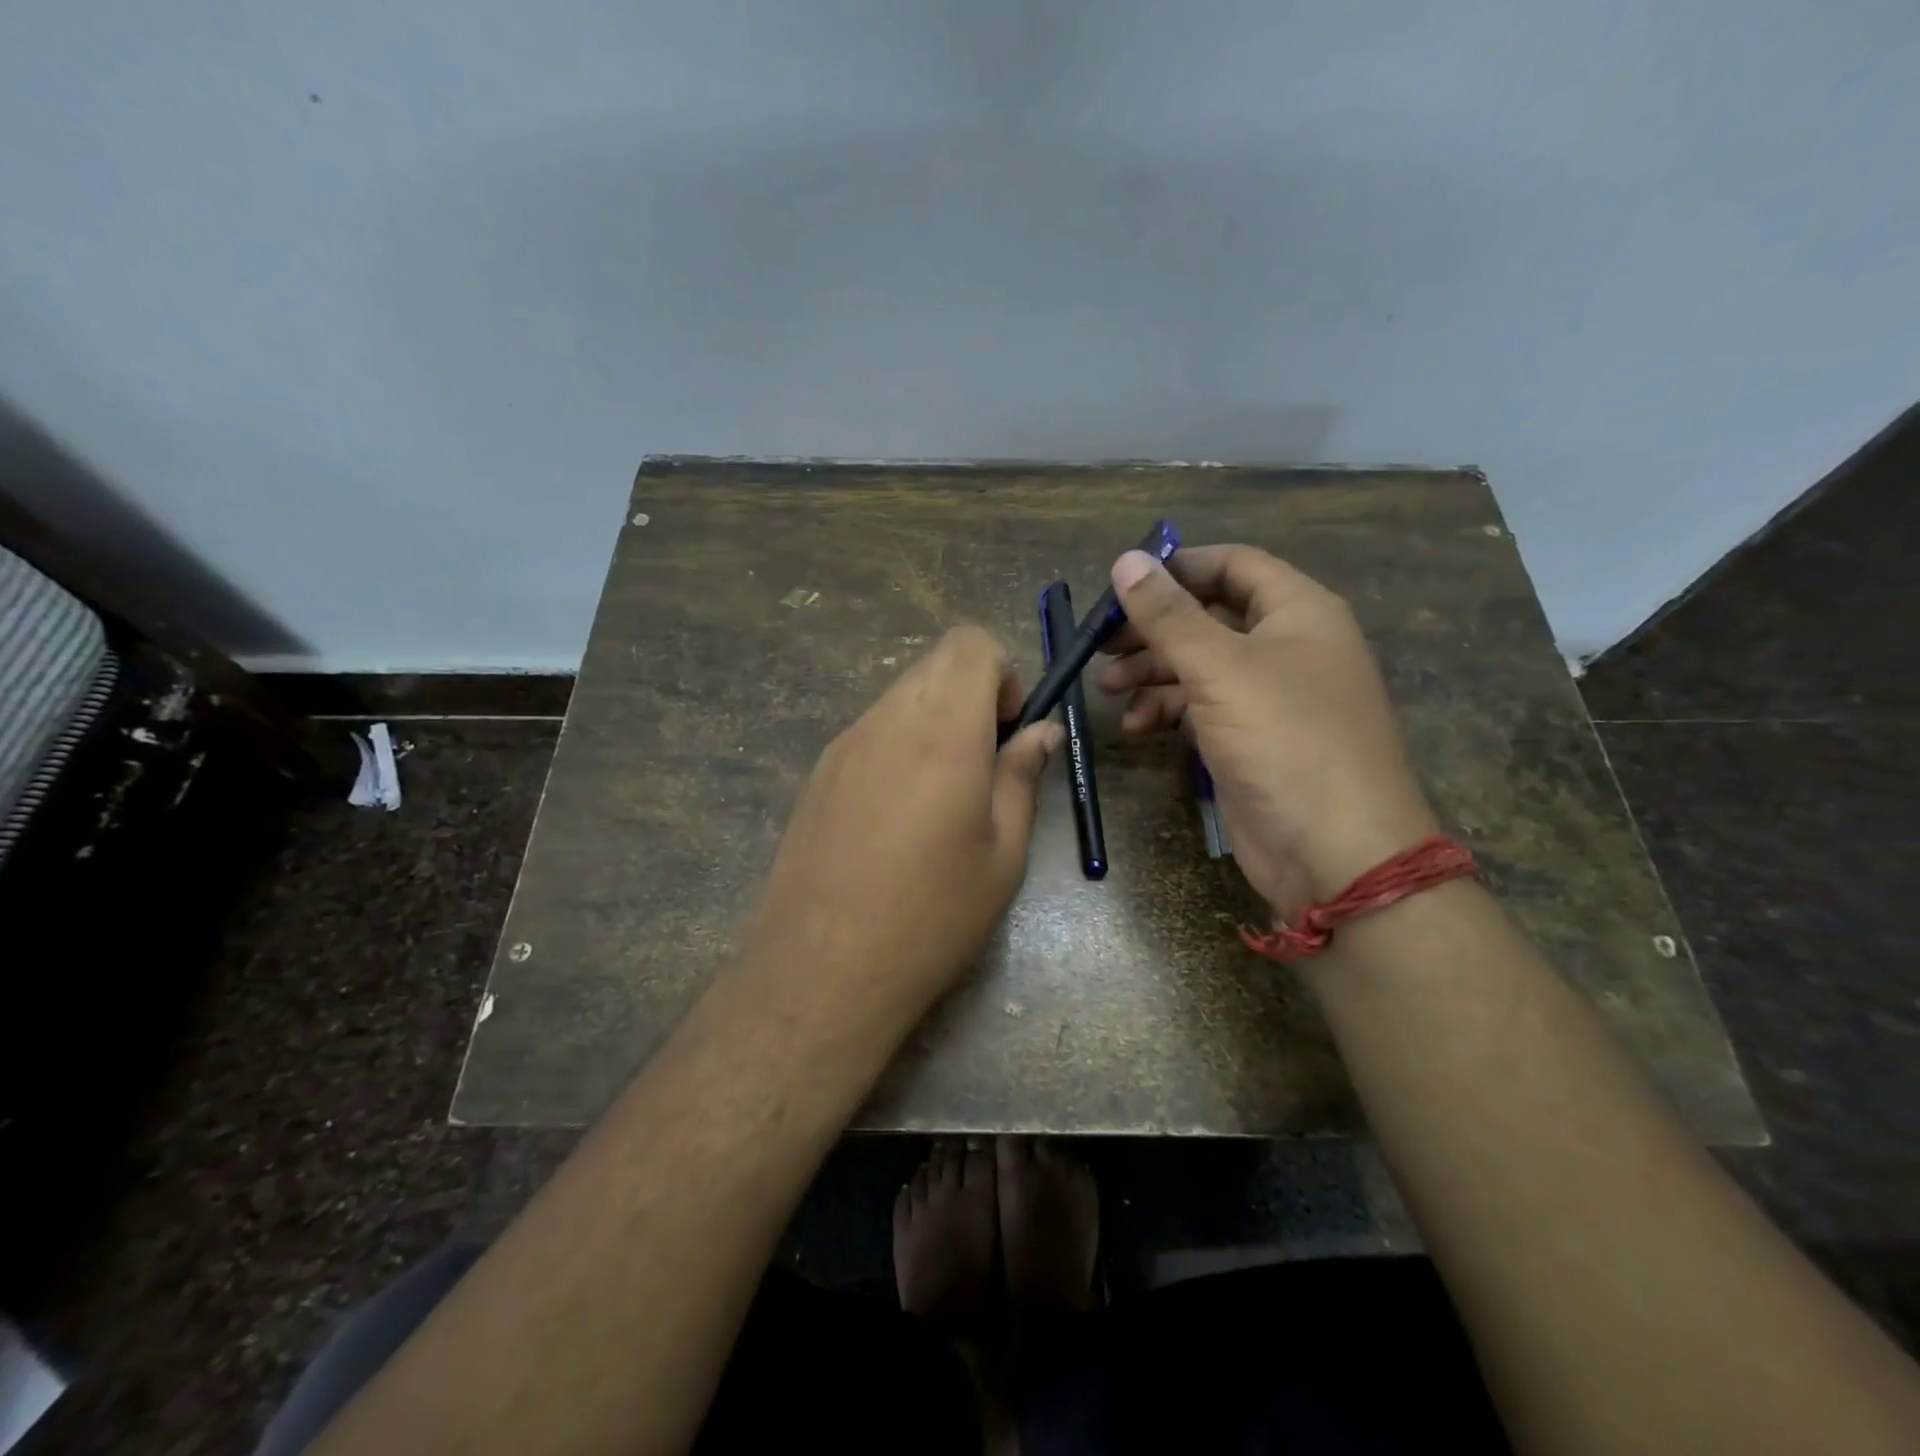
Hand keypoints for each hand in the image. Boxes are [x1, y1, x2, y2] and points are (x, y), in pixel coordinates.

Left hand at [743, 626, 1061, 1011]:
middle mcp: (887, 721)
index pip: (970, 644)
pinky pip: (871, 730)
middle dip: (972, 694)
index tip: (1009, 729)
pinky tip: (898, 815)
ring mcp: (844, 744)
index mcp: (942, 733)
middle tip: (985, 762)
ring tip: (943, 795)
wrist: (822, 969)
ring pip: (901, 695)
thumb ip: (1022, 777)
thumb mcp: (1003, 854)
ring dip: (935, 719)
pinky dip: (900, 744)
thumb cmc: (932, 916)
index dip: (1002, 673)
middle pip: (935, 663)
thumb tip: (1042, 732)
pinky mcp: (818, 773)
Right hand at [1097, 545, 1438, 915]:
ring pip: (1198, 666)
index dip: (1177, 568)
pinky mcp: (1249, 740)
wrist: (1334, 850)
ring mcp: (1268, 697)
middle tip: (1100, 644)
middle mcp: (1285, 646)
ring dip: (1150, 673)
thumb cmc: (1284, 739)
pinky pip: (1200, 709)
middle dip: (1152, 629)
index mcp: (1297, 612)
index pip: (1232, 566)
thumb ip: (1168, 615)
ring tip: (1105, 689)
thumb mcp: (1219, 668)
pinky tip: (1135, 727)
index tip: (1122, 583)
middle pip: (1207, 617)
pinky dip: (1166, 712)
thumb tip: (1127, 559)